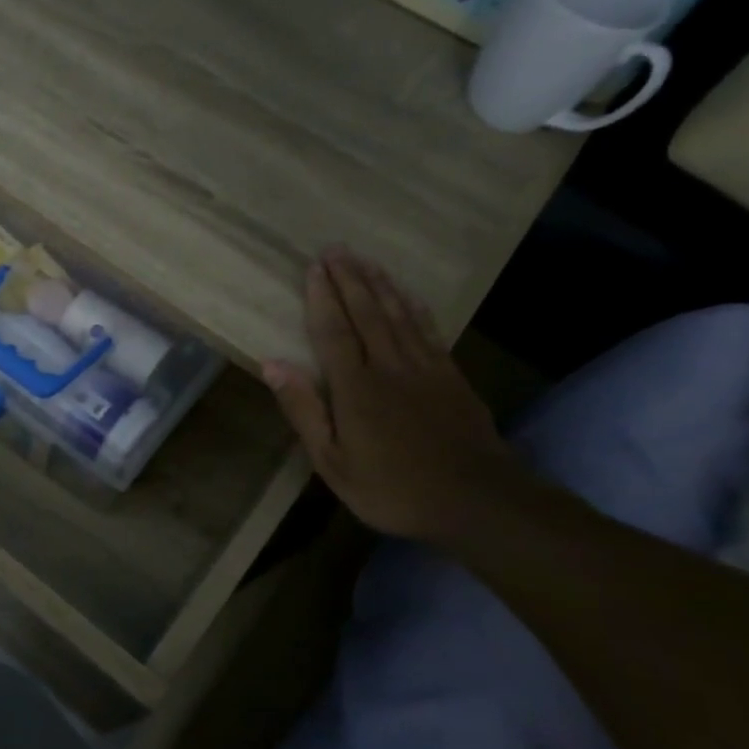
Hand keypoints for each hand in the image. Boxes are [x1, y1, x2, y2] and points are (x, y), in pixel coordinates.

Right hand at [264, 249, 523, 542]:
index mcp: (356, 387)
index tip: (314, 268)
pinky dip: (415, 308)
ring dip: (380, 285)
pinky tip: (408, 295)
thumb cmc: (392, 488)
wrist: (476, 499)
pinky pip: (428, 330)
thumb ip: (304, 410)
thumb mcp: (333, 462)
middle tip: (336, 249)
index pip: (334, 332)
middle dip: (350, 279)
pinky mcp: (451, 376)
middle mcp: (390, 366)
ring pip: (398, 315)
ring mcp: (425, 368)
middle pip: (367, 313)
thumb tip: (272, 365)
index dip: (322, 298)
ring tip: (366, 260)